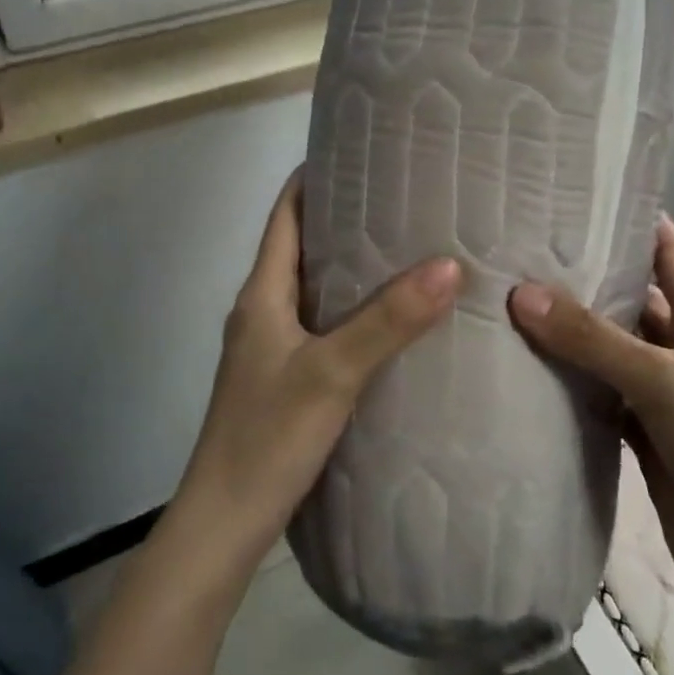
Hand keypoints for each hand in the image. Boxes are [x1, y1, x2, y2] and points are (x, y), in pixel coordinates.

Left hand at [177, 170, 461, 567]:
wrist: (225, 522)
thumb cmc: (267, 436)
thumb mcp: (332, 372)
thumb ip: (388, 320)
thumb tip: (448, 265)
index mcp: (261, 293)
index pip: (284, 214)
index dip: (315, 177)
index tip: (362, 152)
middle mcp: (263, 311)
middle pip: (302, 246)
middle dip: (347, 218)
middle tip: (406, 198)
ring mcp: (272, 347)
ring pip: (315, 288)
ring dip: (354, 266)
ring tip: (410, 248)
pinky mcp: (286, 379)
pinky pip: (324, 326)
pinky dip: (355, 310)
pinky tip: (394, 320)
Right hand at [508, 216, 673, 607]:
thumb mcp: (664, 382)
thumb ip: (594, 339)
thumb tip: (521, 291)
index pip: (668, 251)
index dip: (633, 218)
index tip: (577, 193)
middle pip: (628, 300)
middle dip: (583, 276)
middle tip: (517, 248)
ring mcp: (658, 396)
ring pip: (606, 351)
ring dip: (567, 334)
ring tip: (505, 301)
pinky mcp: (640, 438)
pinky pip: (596, 399)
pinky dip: (566, 387)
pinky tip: (522, 372)